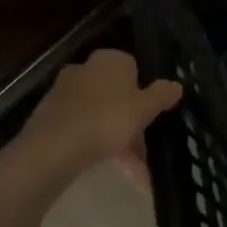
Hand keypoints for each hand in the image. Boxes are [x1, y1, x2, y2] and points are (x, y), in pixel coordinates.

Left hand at [0, 48, 181, 190]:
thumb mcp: (144, 109)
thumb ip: (162, 94)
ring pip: (99, 112)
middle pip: (116, 93)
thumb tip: (177, 85)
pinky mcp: (49, 113)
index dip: (144, 93)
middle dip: (129, 119)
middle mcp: (86, 68)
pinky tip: (104, 163)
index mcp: (110, 60)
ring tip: (128, 167)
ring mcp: (64, 90)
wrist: (52, 148)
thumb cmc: (106, 120)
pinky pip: (81, 125)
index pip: (135, 68)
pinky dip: (93, 140)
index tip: (150, 116)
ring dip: (114, 134)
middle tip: (141, 147)